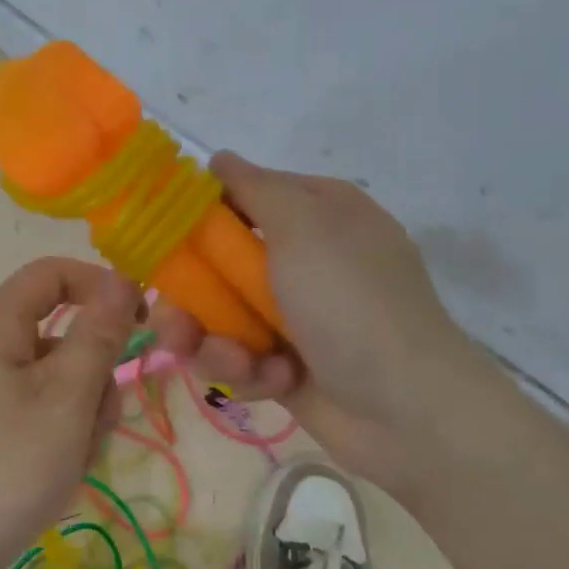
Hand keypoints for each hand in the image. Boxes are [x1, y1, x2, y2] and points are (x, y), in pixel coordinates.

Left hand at [0, 258, 140, 568]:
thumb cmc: (7, 465)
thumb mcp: (66, 398)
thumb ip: (98, 335)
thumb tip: (122, 279)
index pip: (53, 273)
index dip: (100, 287)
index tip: (140, 322)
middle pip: (62, 332)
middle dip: (94, 372)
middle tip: (95, 419)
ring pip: (59, 378)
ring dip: (83, 412)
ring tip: (72, 458)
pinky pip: (42, 411)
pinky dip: (62, 434)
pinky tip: (58, 475)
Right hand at [154, 154, 487, 489]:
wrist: (408, 411)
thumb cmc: (351, 303)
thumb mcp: (304, 226)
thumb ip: (254, 187)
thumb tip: (219, 158)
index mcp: (316, 215)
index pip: (242, 196)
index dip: (198, 214)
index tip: (160, 234)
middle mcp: (304, 260)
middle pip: (218, 263)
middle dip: (190, 294)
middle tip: (171, 317)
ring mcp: (295, 315)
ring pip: (220, 316)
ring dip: (214, 341)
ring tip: (232, 360)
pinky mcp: (286, 364)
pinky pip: (241, 357)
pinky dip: (250, 369)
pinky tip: (274, 379)